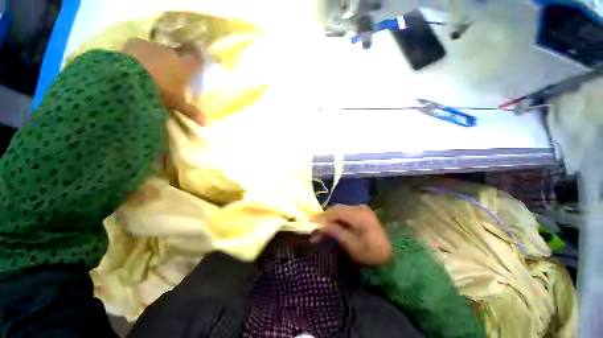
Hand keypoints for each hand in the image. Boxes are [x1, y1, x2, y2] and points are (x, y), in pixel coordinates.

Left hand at [122, 38, 204, 124]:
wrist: (130, 77)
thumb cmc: (160, 91)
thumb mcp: (177, 104)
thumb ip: (192, 112)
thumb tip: (206, 124)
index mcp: (184, 68)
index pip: (196, 60)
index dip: (198, 59)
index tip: (198, 58)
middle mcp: (172, 54)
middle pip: (177, 53)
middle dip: (176, 58)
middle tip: (173, 67)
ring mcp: (154, 46)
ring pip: (159, 50)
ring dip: (159, 56)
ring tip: (153, 66)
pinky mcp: (136, 43)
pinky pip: (142, 47)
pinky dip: (141, 53)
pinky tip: (136, 61)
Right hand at [312, 205, 392, 265]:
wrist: (392, 256)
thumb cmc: (371, 253)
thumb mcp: (351, 245)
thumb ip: (334, 231)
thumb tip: (318, 225)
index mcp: (359, 215)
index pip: (335, 212)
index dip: (321, 217)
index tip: (310, 223)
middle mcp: (359, 208)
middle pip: (336, 209)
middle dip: (324, 218)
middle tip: (314, 228)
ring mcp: (361, 209)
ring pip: (339, 211)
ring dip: (329, 219)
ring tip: (321, 229)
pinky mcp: (361, 213)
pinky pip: (345, 213)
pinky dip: (336, 219)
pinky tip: (331, 226)